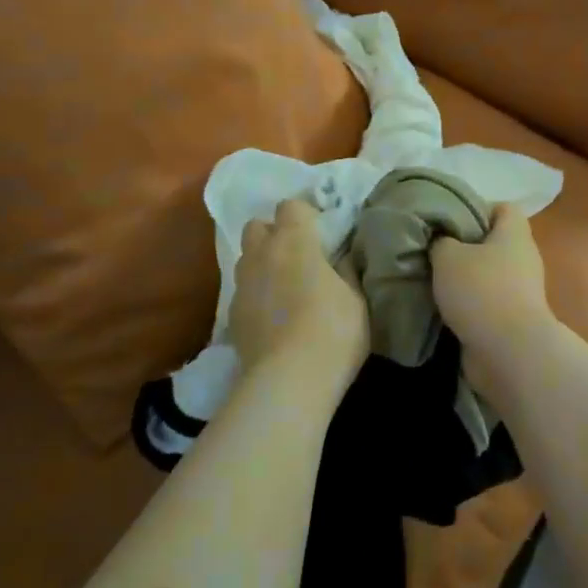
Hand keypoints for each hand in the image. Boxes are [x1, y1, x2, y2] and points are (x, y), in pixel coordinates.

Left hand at [228, 198, 367, 379]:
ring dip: (262, 263)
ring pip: (246, 259)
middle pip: (256, 226)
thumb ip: (346, 271)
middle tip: (297, 254)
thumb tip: (341, 258)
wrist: (288, 382)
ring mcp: (241, 286)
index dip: (305, 214)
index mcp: (294, 241)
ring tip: (284, 286)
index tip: (321, 231)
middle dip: (273, 233)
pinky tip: (273, 317)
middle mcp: (261, 255)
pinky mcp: (231, 317)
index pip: (290, 205)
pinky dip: (256, 295)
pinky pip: (243, 292)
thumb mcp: (357, 299)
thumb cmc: (333, 332)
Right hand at [431, 205, 557, 364]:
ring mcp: (521, 291)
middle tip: (434, 251)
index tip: (450, 221)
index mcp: (514, 234)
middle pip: (493, 242)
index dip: (477, 209)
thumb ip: (441, 241)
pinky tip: (444, 308)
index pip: (503, 208)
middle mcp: (523, 259)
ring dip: (464, 279)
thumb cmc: (481, 291)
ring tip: (434, 281)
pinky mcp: (513, 319)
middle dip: (464, 247)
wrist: (508, 352)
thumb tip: (441, 241)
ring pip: (488, 274)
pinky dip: (469, 304)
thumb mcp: (448, 256)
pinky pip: (487, 302)